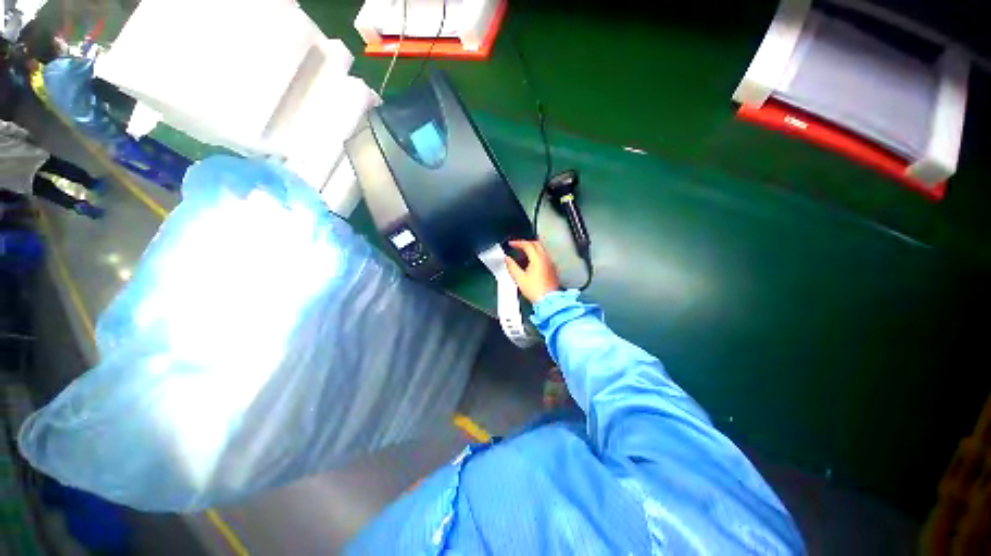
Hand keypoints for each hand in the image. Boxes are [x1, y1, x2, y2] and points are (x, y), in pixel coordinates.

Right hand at [505, 239, 559, 303]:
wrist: (548, 301)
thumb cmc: (535, 291)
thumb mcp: (519, 278)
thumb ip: (512, 266)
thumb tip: (507, 259)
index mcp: (538, 259)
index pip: (527, 245)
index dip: (518, 243)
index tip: (511, 244)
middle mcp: (546, 259)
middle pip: (536, 244)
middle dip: (526, 243)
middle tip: (518, 246)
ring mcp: (550, 264)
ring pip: (542, 250)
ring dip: (532, 249)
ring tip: (523, 254)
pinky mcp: (552, 270)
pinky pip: (545, 257)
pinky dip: (537, 256)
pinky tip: (531, 263)